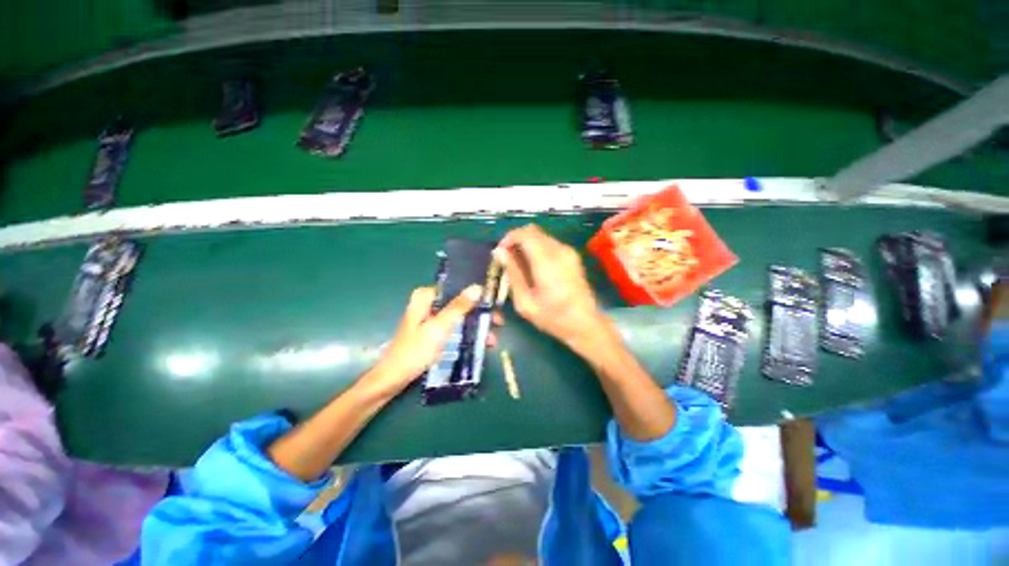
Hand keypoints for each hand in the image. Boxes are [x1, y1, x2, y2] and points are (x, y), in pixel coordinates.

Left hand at [368, 285, 497, 395]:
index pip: (457, 288)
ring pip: (459, 316)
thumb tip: (478, 287)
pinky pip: (454, 327)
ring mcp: (431, 317)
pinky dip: (466, 333)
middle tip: (497, 323)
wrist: (394, 378)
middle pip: (460, 303)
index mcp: (426, 296)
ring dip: (475, 326)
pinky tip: (479, 343)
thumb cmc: (415, 351)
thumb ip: (459, 307)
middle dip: (479, 314)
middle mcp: (429, 303)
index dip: (477, 295)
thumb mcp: (439, 328)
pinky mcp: (433, 330)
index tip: (493, 305)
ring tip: (491, 339)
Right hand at [494, 225, 608, 353]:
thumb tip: (499, 252)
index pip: (525, 234)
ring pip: (541, 236)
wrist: (585, 324)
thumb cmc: (553, 317)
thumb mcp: (525, 302)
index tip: (500, 252)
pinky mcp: (572, 255)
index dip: (509, 238)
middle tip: (508, 259)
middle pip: (532, 231)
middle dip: (516, 241)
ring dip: (526, 245)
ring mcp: (569, 252)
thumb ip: (512, 274)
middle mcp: (560, 251)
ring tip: (520, 266)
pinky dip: (537, 249)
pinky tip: (534, 268)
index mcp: (547, 262)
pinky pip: (549, 244)